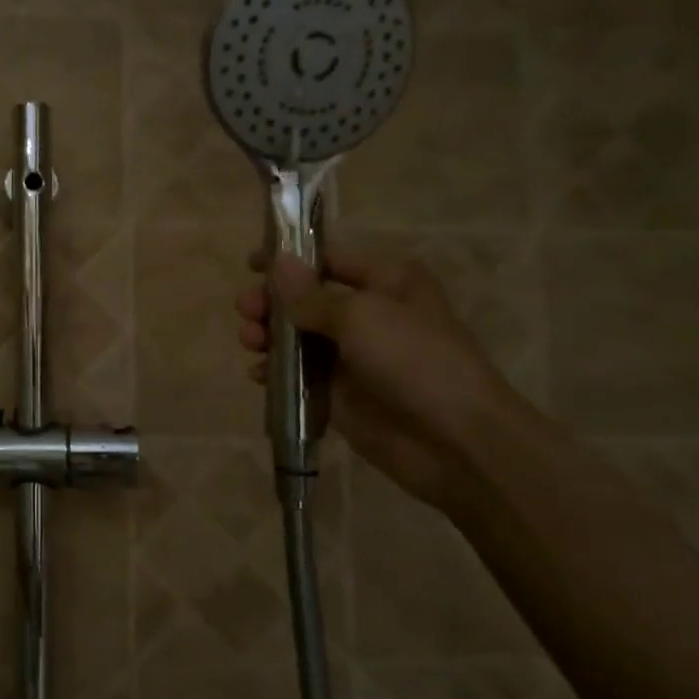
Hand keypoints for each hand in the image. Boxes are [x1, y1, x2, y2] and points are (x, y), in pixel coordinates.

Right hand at [236, 247, 529, 508]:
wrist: (453, 439)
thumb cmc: (414, 361)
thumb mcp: (361, 316)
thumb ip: (311, 294)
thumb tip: (278, 261)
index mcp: (385, 282)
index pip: (327, 259)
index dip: (288, 260)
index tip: (250, 265)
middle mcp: (367, 313)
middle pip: (305, 299)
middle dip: (271, 302)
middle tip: (245, 311)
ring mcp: (351, 356)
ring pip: (296, 338)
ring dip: (267, 336)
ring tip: (250, 342)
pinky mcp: (338, 393)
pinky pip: (297, 376)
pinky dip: (275, 373)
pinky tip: (260, 375)